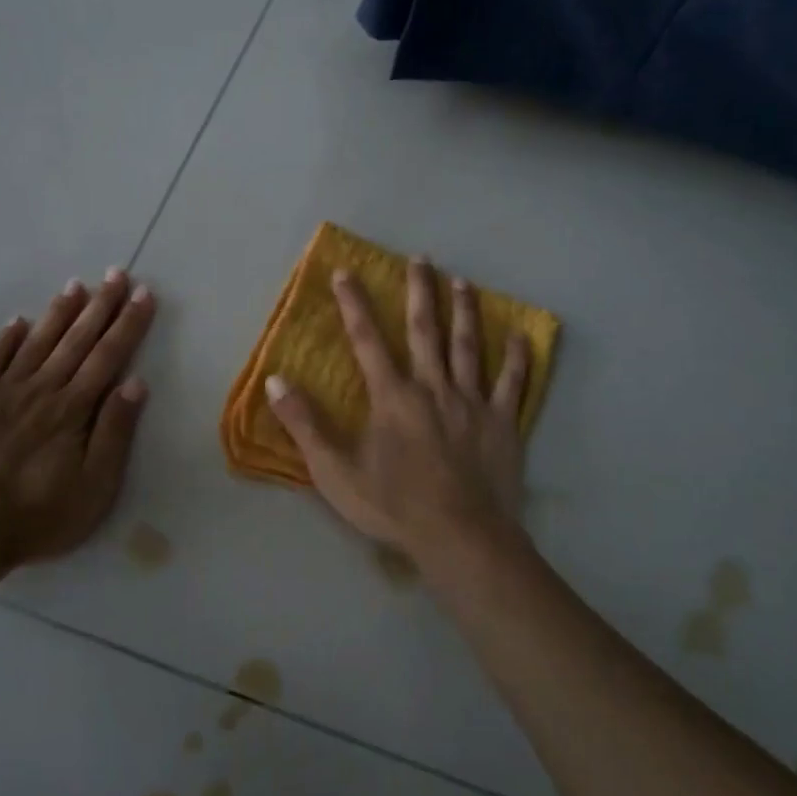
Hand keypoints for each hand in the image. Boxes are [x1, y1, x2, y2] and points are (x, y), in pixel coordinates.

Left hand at [0, 269, 155, 568]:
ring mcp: (4, 393)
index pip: (109, 356)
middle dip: (101, 306)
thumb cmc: (40, 516)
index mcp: (74, 409)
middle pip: (77, 340)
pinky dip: (7, 338)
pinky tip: (19, 320)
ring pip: (38, 342)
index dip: (128, 324)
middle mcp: (42, 390)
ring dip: (60, 313)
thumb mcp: (95, 486)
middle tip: (118, 274)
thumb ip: (115, 432)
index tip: (143, 294)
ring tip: (77, 285)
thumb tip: (135, 383)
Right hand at [265, 258, 530, 571]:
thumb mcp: (335, 472)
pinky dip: (516, 358)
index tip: (345, 272)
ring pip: (468, 346)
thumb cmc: (394, 507)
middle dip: (420, 291)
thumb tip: (276, 382)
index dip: (354, 304)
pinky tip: (520, 334)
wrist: (459, 537)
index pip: (367, 340)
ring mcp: (471, 402)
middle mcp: (433, 387)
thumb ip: (305, 425)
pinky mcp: (502, 422)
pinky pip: (511, 383)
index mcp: (392, 397)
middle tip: (422, 259)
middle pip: (425, 330)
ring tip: (463, 282)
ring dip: (464, 311)